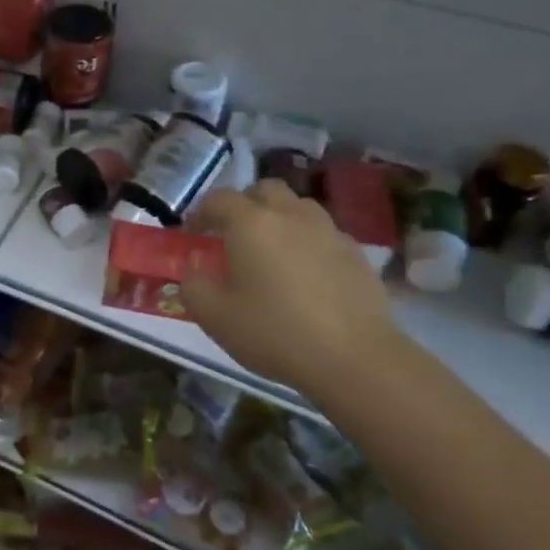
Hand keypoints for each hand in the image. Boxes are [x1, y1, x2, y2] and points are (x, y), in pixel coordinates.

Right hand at [182, 182, 405, 402]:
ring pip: (298, 208)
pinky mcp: (356, 254)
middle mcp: (290, 216)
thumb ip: (193, 285)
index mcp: (251, 224)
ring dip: (280, 220)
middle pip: (265, 190)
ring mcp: (328, 232)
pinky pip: (323, 234)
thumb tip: (195, 269)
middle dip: (245, 205)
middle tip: (234, 235)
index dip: (201, 213)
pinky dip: (307, 243)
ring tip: (271, 252)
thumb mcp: (214, 316)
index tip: (194, 235)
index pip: (219, 199)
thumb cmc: (274, 332)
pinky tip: (305, 276)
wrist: (355, 358)